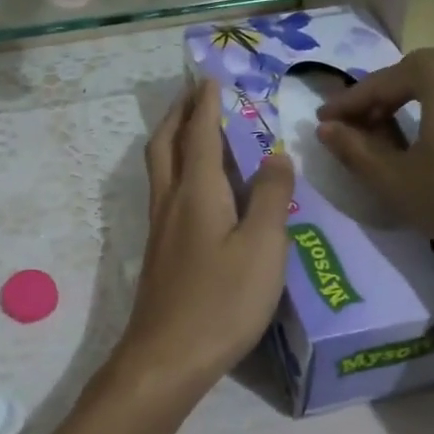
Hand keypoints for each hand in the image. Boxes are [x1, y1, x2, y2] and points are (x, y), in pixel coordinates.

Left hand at [116, 79, 295, 395]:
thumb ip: (269, 197)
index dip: (206, 104)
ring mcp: (160, 229)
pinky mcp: (159, 252)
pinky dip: (175, 169)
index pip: (200, 134)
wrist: (167, 357)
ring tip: (190, 128)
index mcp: (197, 192)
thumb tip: (274, 153)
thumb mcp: (262, 247)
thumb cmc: (221, 301)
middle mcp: (171, 201)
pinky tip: (192, 187)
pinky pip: (164, 192)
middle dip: (179, 113)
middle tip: (193, 93)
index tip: (209, 77)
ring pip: (159, 168)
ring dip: (172, 138)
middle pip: (166, 144)